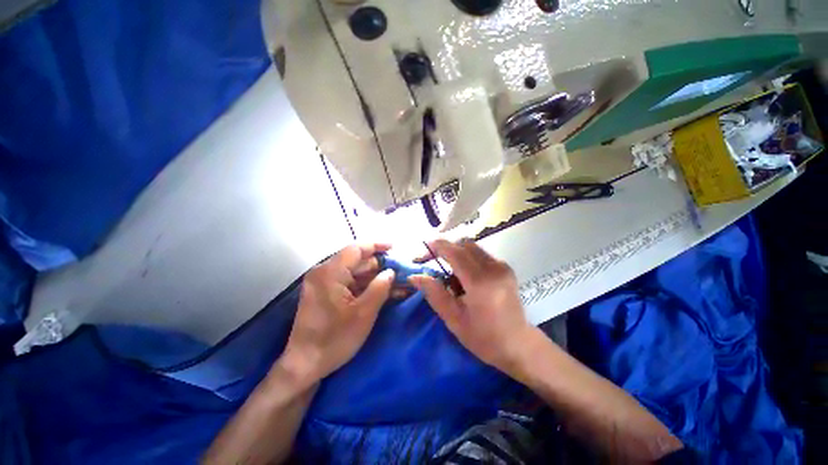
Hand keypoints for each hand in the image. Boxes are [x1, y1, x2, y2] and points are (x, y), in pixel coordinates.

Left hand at [278, 243, 394, 383]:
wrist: (304, 366)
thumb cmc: (334, 339)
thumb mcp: (363, 313)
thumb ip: (380, 288)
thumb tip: (391, 272)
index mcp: (330, 273)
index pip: (356, 249)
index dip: (377, 245)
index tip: (394, 247)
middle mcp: (323, 272)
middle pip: (356, 261)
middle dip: (379, 265)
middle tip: (400, 270)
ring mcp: (323, 283)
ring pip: (354, 273)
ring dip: (374, 277)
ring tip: (396, 282)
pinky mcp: (324, 294)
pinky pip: (348, 283)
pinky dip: (365, 286)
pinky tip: (382, 291)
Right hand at [409, 240, 537, 376]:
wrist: (519, 345)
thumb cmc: (484, 338)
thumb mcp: (454, 319)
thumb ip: (434, 293)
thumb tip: (414, 276)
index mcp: (480, 282)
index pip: (454, 252)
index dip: (435, 247)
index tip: (421, 252)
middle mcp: (493, 267)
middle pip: (463, 244)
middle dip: (444, 248)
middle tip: (430, 260)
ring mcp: (502, 266)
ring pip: (472, 247)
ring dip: (455, 252)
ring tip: (447, 270)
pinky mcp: (506, 267)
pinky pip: (480, 254)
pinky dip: (467, 257)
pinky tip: (463, 275)